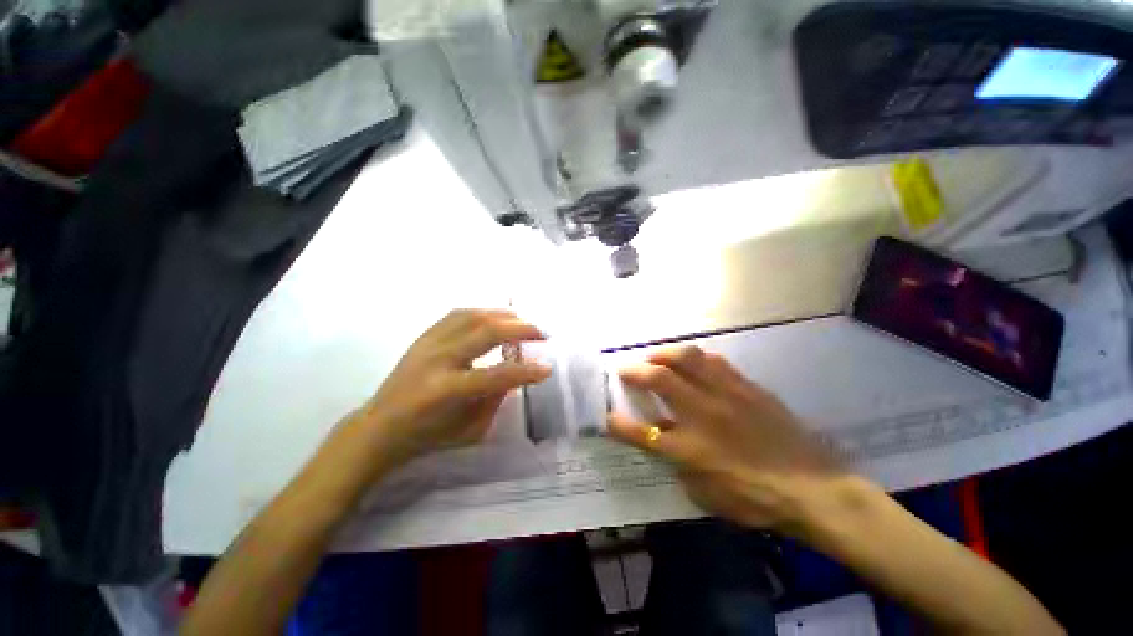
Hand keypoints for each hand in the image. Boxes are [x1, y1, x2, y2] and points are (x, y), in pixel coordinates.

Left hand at [352, 309, 550, 465]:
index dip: (525, 372)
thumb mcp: (470, 430)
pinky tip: (496, 317)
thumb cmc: (427, 436)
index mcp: (445, 390)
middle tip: (542, 333)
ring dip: (503, 315)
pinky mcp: (424, 336)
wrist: (379, 427)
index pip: (496, 375)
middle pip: (485, 332)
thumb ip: (496, 399)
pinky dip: (482, 312)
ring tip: (523, 320)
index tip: (547, 368)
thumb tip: (515, 372)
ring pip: (472, 315)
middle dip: (520, 329)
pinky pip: (457, 314)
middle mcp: (437, 359)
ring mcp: (428, 343)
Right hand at [609, 346, 841, 533]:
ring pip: (687, 359)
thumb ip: (679, 465)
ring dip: (664, 354)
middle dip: (635, 371)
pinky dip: (695, 358)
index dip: (618, 423)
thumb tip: (666, 442)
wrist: (814, 489)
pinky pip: (715, 361)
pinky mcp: (747, 387)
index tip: (606, 415)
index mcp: (689, 449)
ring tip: (655, 357)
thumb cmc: (756, 499)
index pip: (641, 432)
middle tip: (626, 369)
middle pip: (659, 380)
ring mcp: (726, 395)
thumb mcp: (706, 494)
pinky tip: (692, 361)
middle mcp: (702, 415)